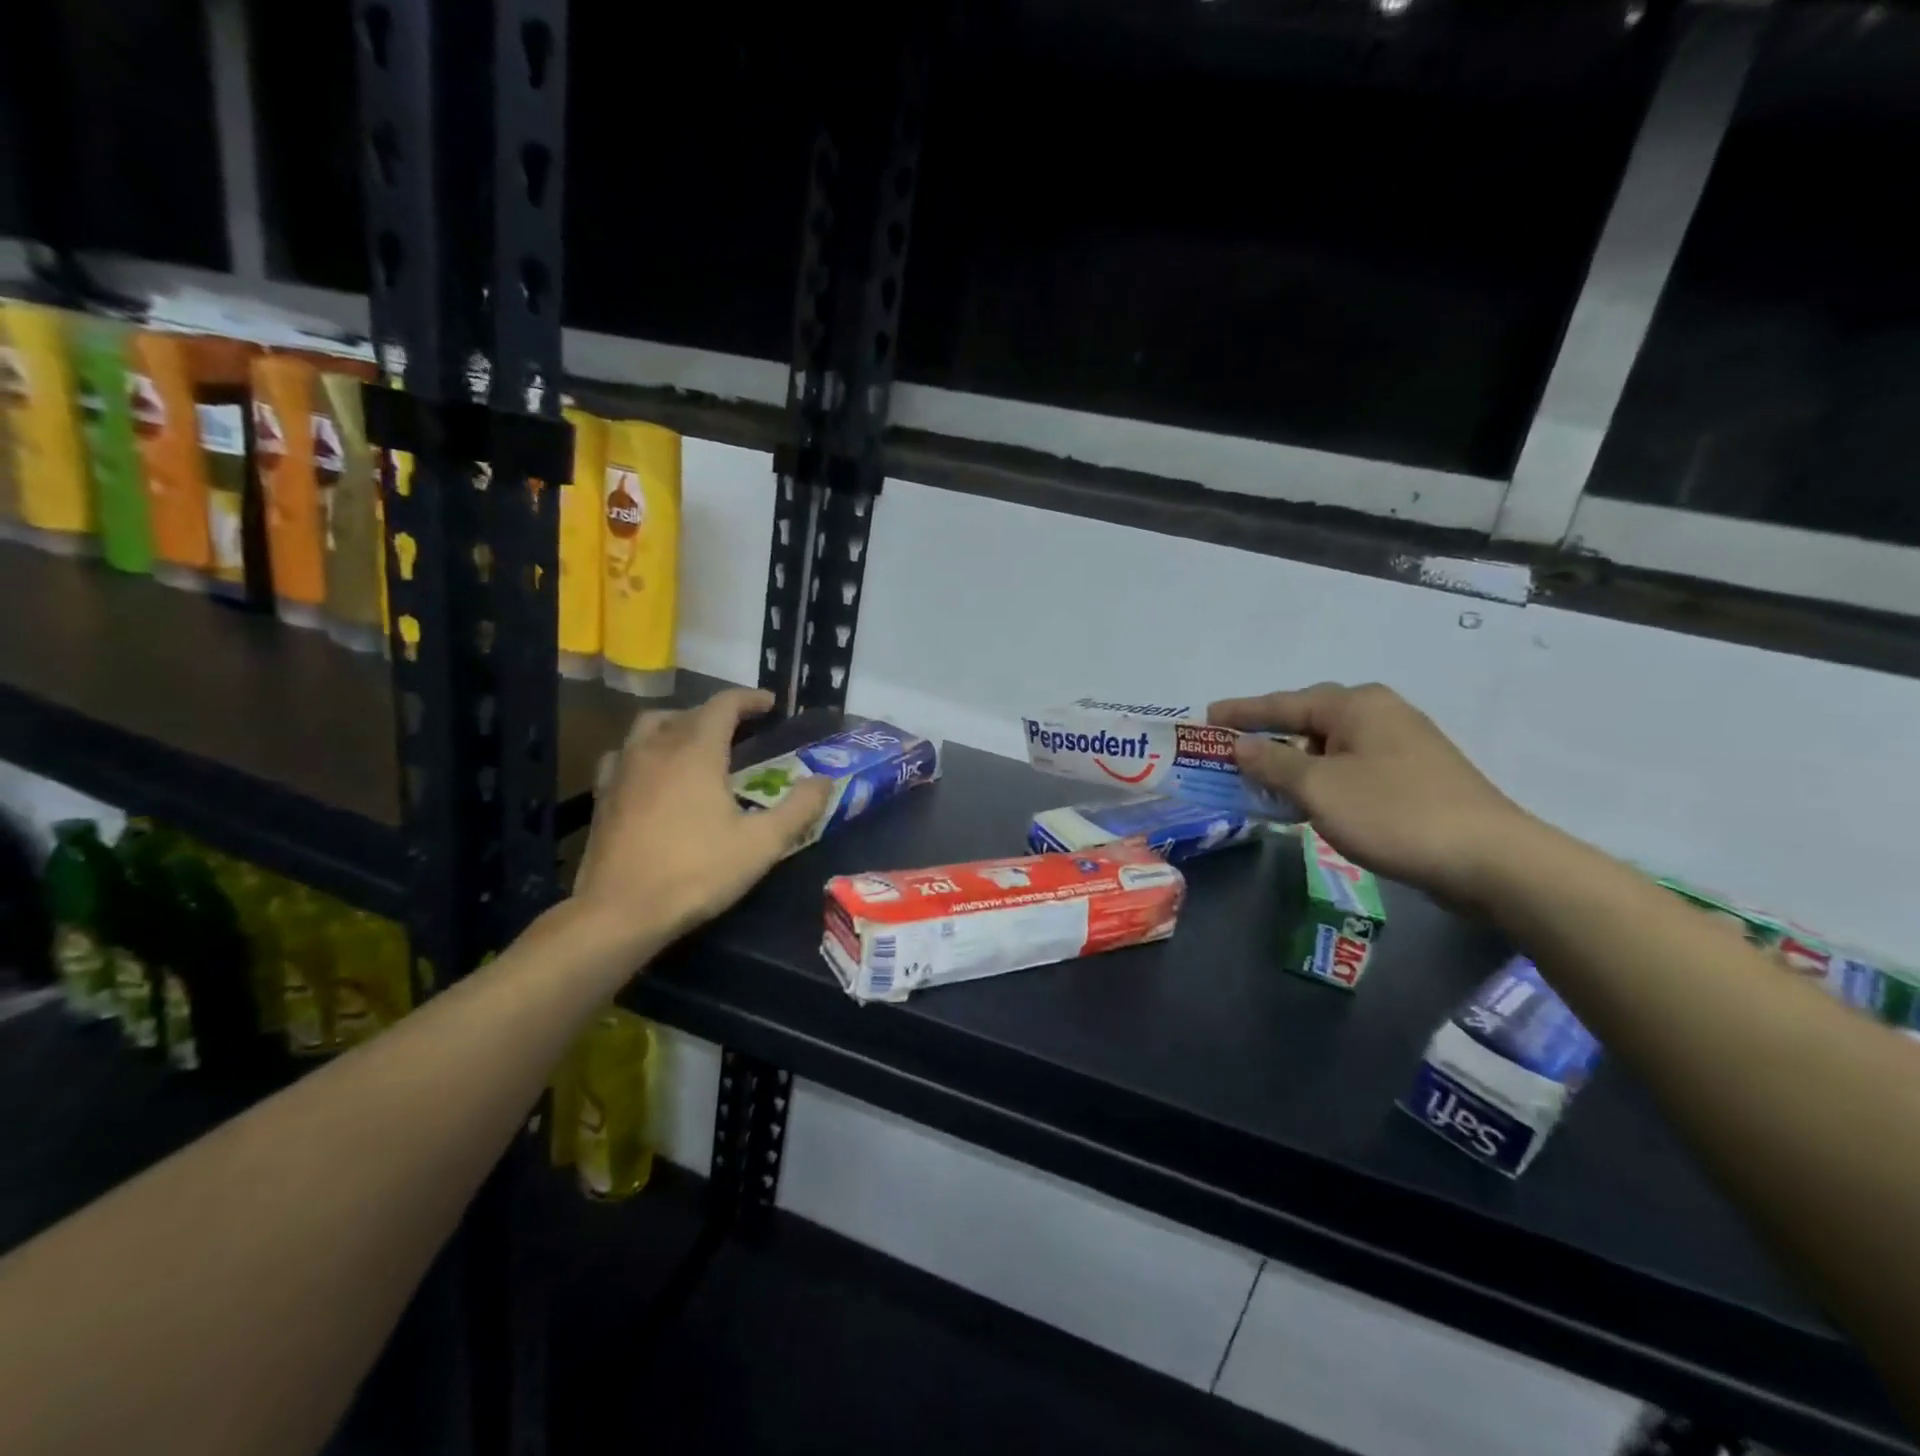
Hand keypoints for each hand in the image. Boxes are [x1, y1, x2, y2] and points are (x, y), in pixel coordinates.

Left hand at [574, 688, 831, 948]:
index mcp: (696, 751)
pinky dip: (646, 750)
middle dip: (718, 713)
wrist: (620, 911)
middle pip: (688, 712)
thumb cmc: (696, 872)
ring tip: (697, 743)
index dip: (749, 699)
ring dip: (679, 724)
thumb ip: (799, 808)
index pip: (723, 705)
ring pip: (651, 726)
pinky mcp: (604, 794)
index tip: (770, 704)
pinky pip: (625, 754)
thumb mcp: (762, 844)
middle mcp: (657, 748)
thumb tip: (825, 781)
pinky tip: (654, 773)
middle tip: (741, 729)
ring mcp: (624, 769)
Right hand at [1209, 683, 1535, 909]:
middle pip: (1307, 721)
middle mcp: (1381, 714)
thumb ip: (1273, 762)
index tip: (1206, 717)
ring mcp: (1402, 745)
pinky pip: (1350, 768)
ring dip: (1293, 763)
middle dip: (1267, 737)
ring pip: (1330, 747)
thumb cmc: (1393, 813)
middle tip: (1229, 752)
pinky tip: (1308, 800)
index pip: (1283, 703)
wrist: (1489, 860)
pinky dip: (1321, 779)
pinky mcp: (1415, 777)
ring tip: (1260, 780)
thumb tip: (1241, 745)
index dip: (1241, 712)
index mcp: (1356, 705)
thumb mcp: (1319, 788)